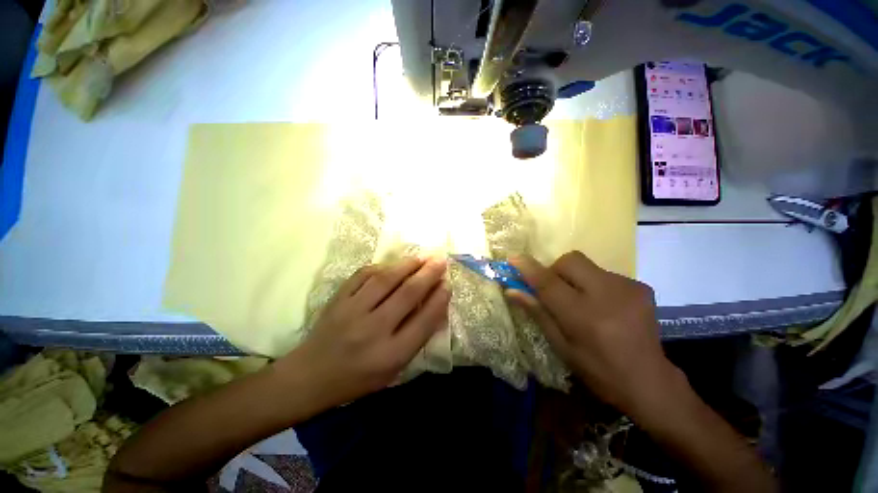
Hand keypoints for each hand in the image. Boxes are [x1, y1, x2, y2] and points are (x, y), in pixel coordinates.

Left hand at [276, 257, 449, 410]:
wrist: (310, 376)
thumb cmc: (359, 378)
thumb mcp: (394, 369)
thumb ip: (417, 338)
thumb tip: (435, 306)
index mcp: (390, 355)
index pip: (423, 321)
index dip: (439, 300)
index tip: (448, 285)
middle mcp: (373, 331)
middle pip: (407, 294)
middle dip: (428, 275)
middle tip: (441, 261)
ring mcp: (352, 312)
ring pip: (385, 280)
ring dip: (407, 265)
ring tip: (422, 257)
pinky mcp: (337, 300)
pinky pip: (363, 275)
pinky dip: (382, 267)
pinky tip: (393, 265)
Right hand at [509, 252, 675, 411]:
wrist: (650, 382)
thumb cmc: (598, 370)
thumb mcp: (561, 346)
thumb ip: (537, 313)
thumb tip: (512, 291)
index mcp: (584, 317)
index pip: (549, 283)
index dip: (528, 268)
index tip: (513, 258)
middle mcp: (608, 295)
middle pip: (570, 260)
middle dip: (555, 270)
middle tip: (555, 291)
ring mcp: (628, 287)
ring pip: (586, 265)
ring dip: (574, 277)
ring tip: (582, 302)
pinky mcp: (640, 286)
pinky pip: (603, 273)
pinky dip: (593, 283)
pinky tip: (602, 305)